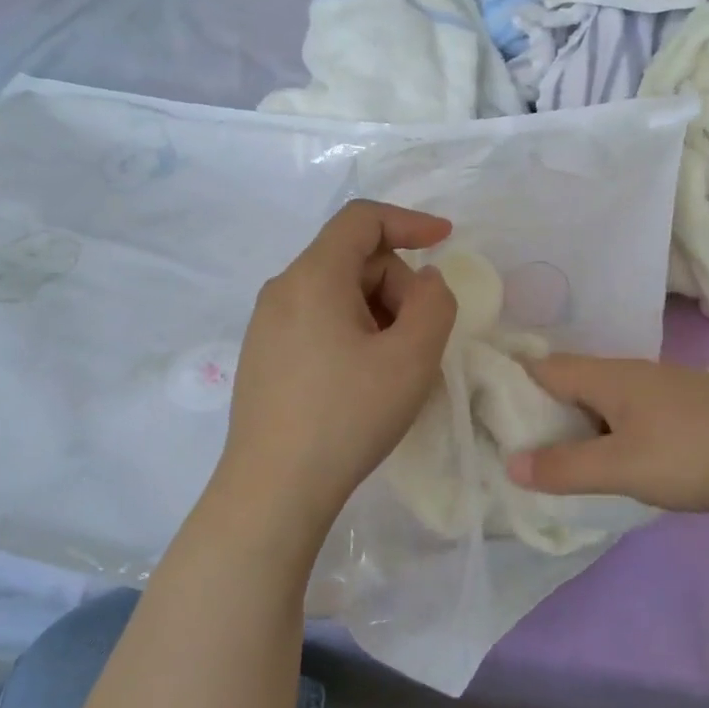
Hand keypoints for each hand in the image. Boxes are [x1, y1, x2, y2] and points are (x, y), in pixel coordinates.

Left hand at [220, 201, 457, 530]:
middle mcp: (281, 290)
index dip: (410, 221)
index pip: (362, 219)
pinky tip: (360, 383)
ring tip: (392, 369)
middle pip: (352, 260)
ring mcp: (265, 326)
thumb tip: (423, 282)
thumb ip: (434, 303)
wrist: (274, 488)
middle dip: (396, 286)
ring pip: (335, 295)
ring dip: (377, 315)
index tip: (446, 240)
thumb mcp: (412, 357)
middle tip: (418, 341)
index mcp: (313, 276)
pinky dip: (351, 335)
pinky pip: (316, 324)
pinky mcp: (262, 358)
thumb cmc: (347, 416)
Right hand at [506, 356, 708, 522]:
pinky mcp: (688, 421)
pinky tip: (608, 470)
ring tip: (549, 465)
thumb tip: (510, 463)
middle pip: (570, 386)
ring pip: (602, 408)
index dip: (508, 383)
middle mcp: (633, 376)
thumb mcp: (624, 465)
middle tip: (507, 449)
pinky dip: (608, 442)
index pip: (542, 368)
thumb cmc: (702, 452)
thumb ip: (566, 467)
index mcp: (610, 376)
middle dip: (538, 413)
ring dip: (575, 431)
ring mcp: (664, 397)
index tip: (479, 410)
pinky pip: (630, 425)